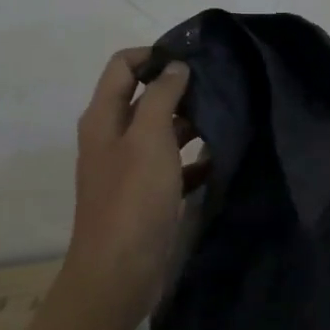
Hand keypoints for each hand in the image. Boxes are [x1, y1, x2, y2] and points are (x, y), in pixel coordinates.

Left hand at [63, 48, 204, 329]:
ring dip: (189, 122)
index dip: (153, 55)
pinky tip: (220, 157)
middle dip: (178, 87)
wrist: (118, 274)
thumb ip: (161, 95)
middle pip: (143, 96)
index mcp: (103, 117)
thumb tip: (174, 66)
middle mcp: (113, 136)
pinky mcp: (147, 194)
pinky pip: (172, 164)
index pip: (122, 65)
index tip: (192, 58)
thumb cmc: (132, 198)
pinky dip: (193, 158)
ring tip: (227, 116)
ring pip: (161, 130)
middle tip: (218, 85)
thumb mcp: (148, 137)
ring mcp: (129, 167)